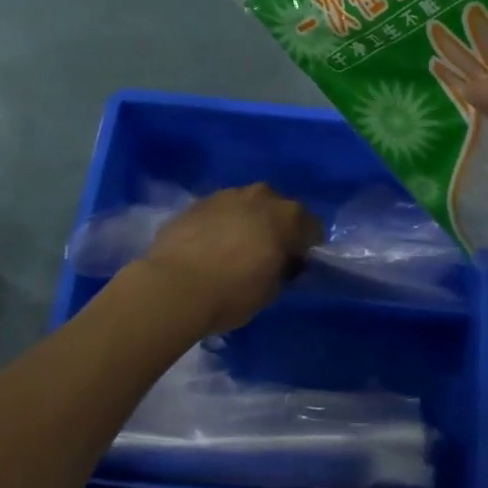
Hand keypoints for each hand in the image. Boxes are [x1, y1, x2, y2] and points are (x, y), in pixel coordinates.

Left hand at [137, 184, 322, 332]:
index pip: (312, 228)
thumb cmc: (233, 292)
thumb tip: (281, 263)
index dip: (306, 248)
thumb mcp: (271, 291)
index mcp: (288, 216)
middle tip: (266, 255)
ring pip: (247, 205)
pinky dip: (220, 224)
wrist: (174, 286)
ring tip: (233, 250)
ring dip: (247, 222)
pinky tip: (208, 247)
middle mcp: (262, 196)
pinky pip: (219, 211)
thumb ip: (282, 270)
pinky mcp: (197, 202)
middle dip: (277, 228)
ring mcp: (227, 195)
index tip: (296, 266)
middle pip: (279, 209)